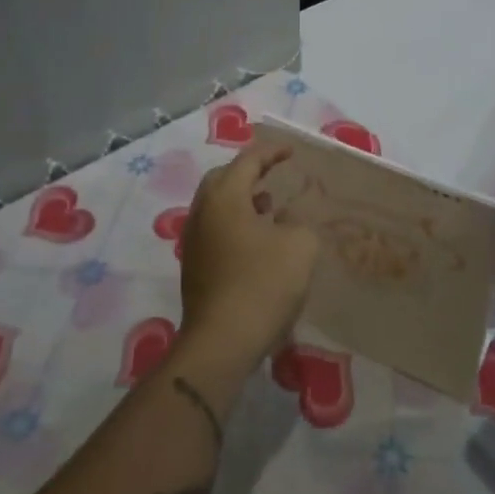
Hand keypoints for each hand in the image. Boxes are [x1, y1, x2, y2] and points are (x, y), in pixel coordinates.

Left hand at [178, 145, 319, 370]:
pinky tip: (259, 240)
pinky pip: (216, 228)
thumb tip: (285, 221)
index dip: (272, 152)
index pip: (248, 161)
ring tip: (270, 205)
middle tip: (274, 173)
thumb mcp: (300, 246)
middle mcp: (202, 212)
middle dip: (249, 172)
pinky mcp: (195, 266)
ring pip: (217, 206)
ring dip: (242, 199)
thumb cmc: (263, 284)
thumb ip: (298, 222)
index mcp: (224, 197)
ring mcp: (194, 240)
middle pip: (223, 179)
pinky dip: (236, 222)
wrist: (222, 341)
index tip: (291, 152)